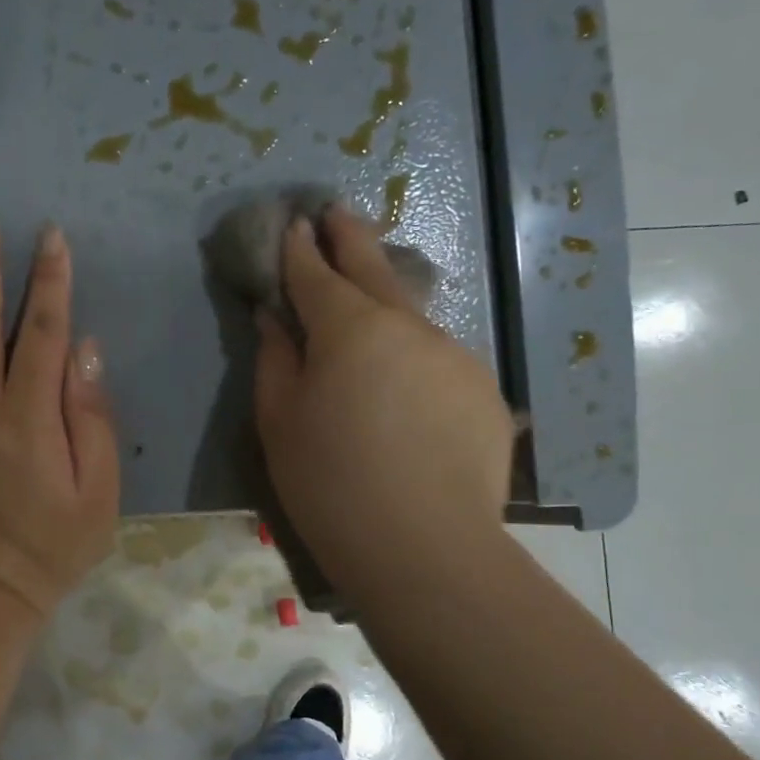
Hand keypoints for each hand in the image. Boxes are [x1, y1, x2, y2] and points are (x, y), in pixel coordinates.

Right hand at [254, 207, 514, 596]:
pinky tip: (406, 392)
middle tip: (337, 211)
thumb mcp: (279, 422)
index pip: (317, 274)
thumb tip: (275, 318)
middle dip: (351, 238)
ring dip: (385, 306)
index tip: (294, 223)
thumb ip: (275, 359)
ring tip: (369, 315)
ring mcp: (454, 356)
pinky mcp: (484, 391)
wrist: (423, 548)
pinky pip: (437, 359)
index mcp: (350, 329)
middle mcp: (408, 327)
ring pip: (411, 318)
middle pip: (375, 270)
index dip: (300, 249)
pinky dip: (414, 358)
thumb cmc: (330, 484)